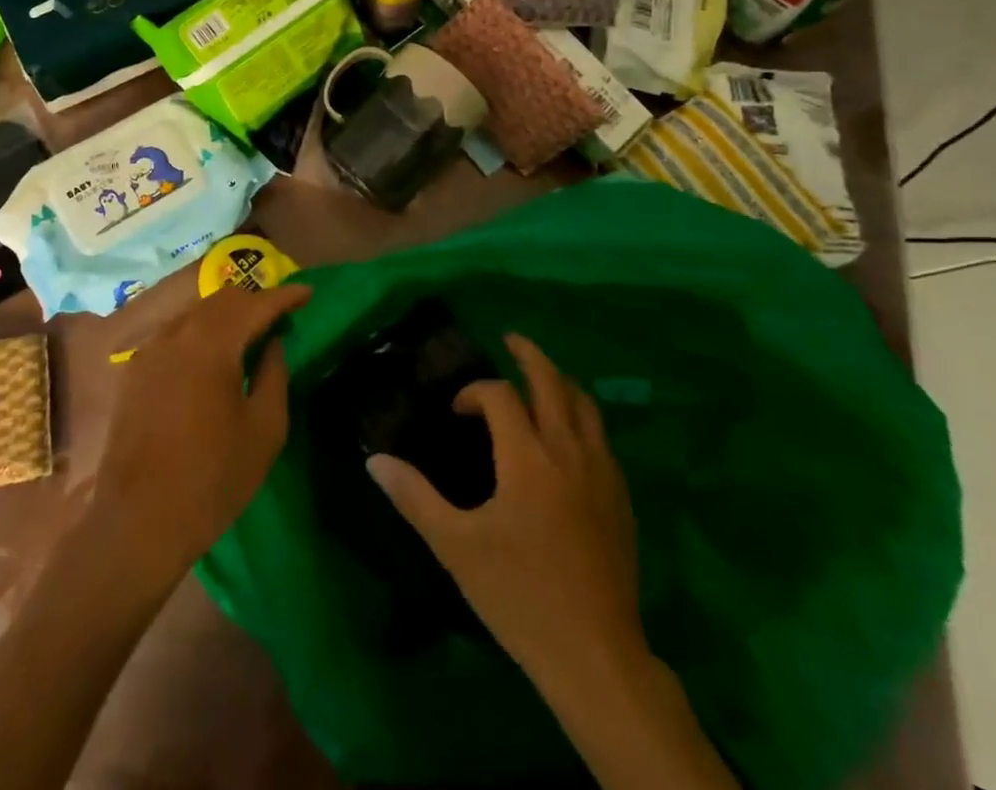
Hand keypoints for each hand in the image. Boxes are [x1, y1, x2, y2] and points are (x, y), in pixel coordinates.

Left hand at [88, 283, 309, 586]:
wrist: (138, 522)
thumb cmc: (213, 478)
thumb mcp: (264, 429)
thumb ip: (274, 374)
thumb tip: (273, 342)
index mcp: (213, 343)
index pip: (256, 303)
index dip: (285, 296)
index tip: (308, 294)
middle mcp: (178, 333)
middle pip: (223, 299)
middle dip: (255, 301)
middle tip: (281, 317)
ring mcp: (151, 350)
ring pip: (196, 312)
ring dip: (227, 315)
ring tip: (250, 334)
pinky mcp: (135, 370)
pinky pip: (175, 332)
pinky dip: (201, 331)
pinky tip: (212, 355)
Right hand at [366, 333, 640, 675]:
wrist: (595, 656)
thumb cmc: (519, 597)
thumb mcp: (456, 548)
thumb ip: (415, 497)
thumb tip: (375, 460)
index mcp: (527, 458)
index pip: (500, 396)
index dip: (474, 392)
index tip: (456, 412)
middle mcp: (568, 451)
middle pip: (552, 381)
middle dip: (529, 355)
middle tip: (511, 340)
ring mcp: (602, 472)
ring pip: (585, 404)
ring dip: (560, 382)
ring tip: (541, 378)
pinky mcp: (621, 497)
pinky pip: (602, 437)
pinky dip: (582, 417)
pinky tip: (569, 435)